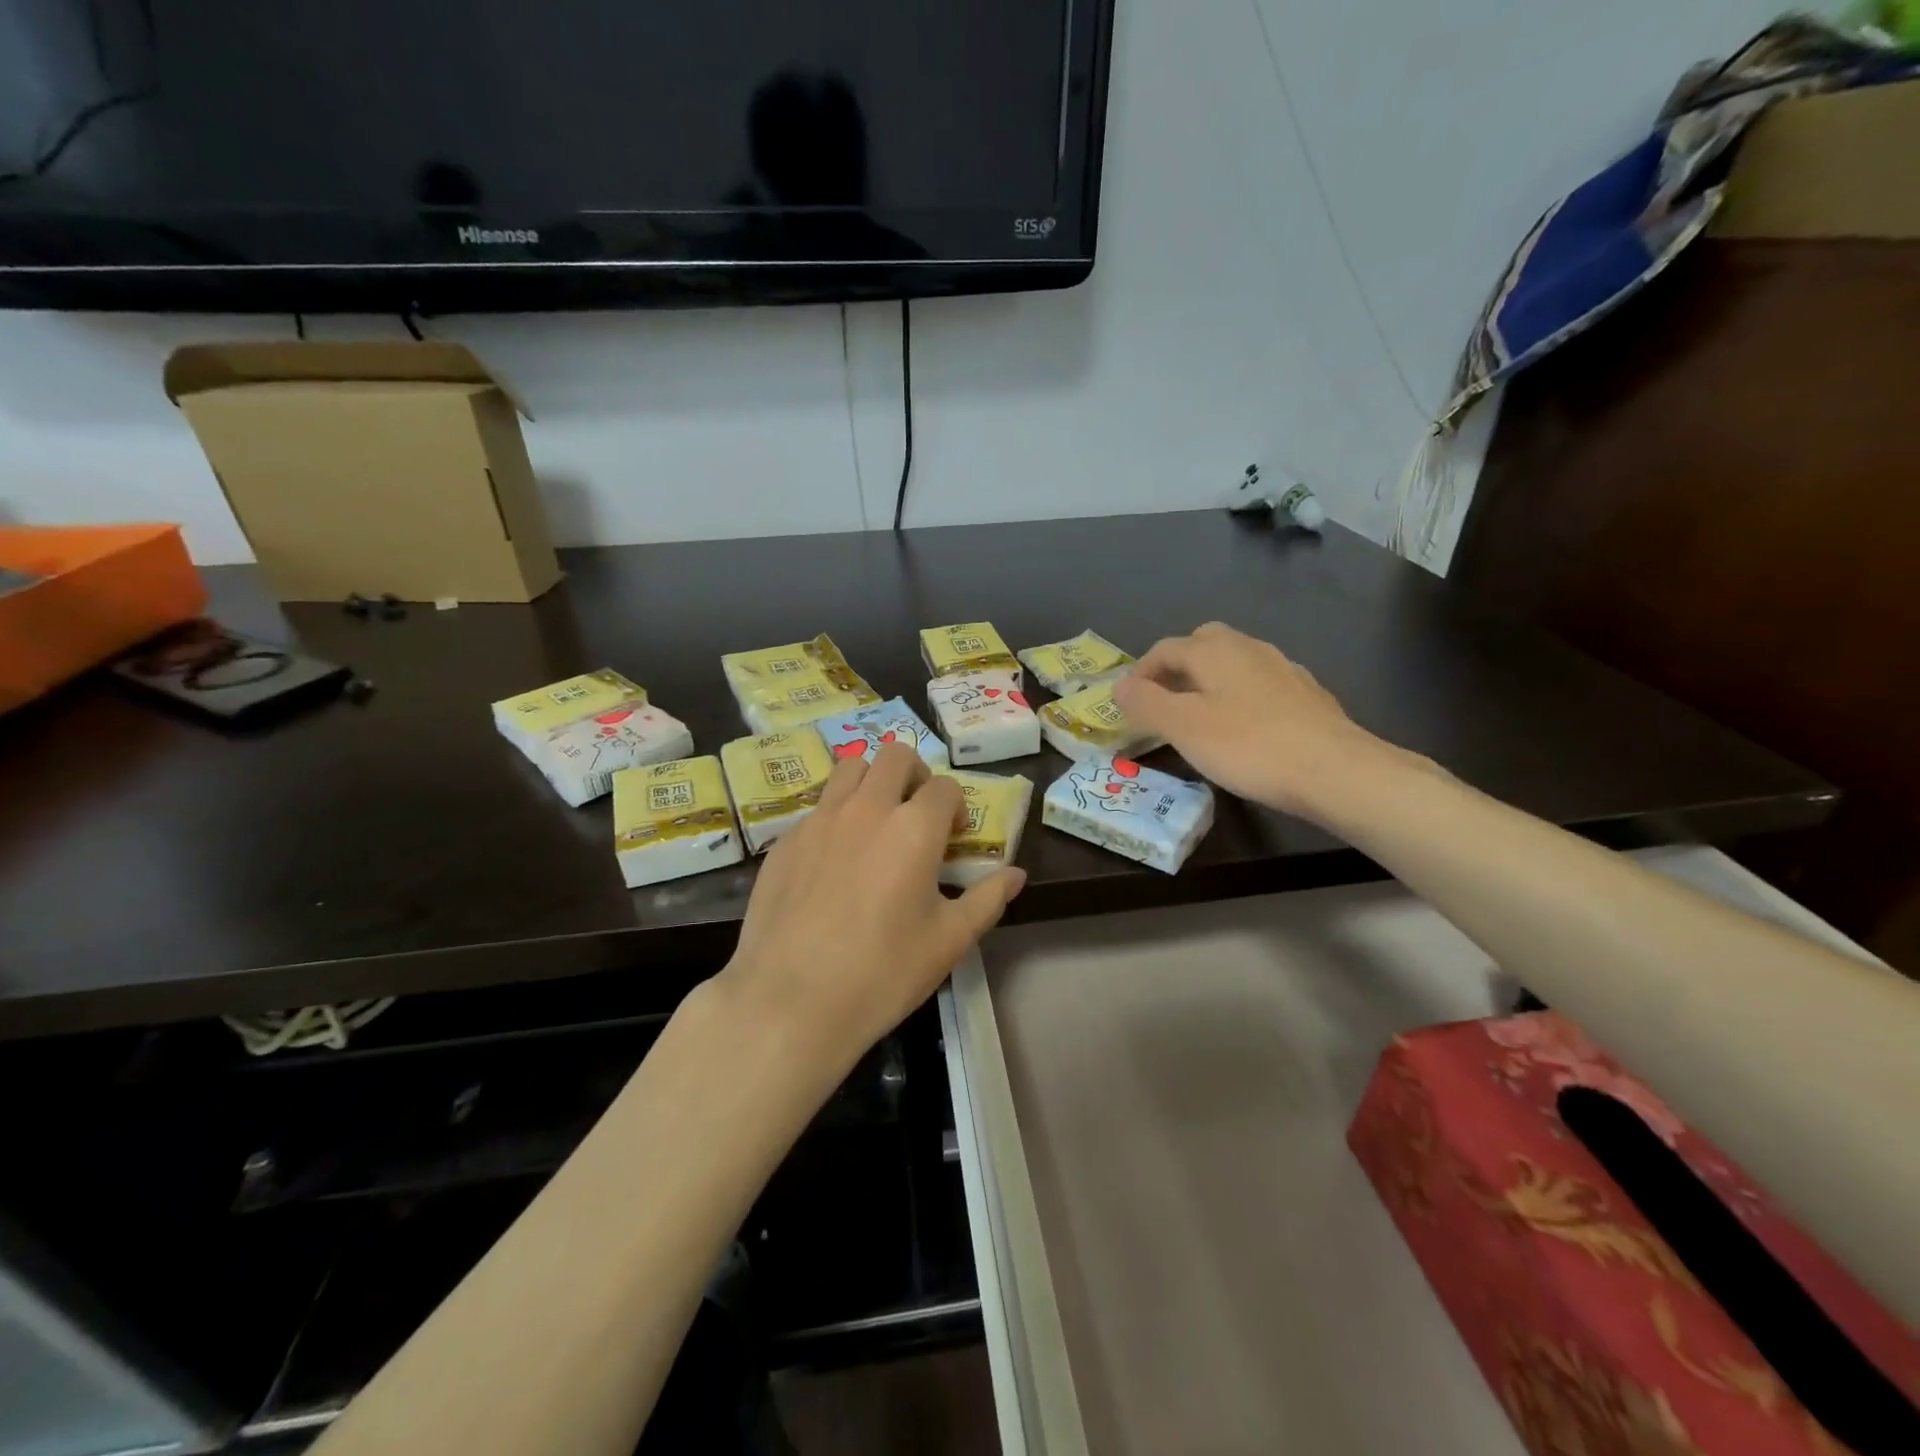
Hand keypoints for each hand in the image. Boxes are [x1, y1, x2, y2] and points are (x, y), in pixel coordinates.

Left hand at [715, 744, 1025, 1083]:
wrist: (790, 1002)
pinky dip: (835, 817)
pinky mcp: (785, 840)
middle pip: (895, 756)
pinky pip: (817, 808)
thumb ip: (987, 899)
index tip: (953, 838)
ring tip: (875, 823)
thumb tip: (1016, 874)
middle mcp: (866, 808)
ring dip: (871, 782)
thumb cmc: (882, 973)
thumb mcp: (949, 941)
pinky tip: (833, 863)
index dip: (955, 807)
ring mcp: (819, 820)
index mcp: (914, 828)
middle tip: (917, 815)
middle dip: (915, 776)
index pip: (945, 787)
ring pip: (849, 768)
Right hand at [1113, 622, 1409, 819]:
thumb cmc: (1248, 746)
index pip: (1164, 649)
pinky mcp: (1307, 695)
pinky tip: (1243, 729)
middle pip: (1203, 644)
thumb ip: (1146, 702)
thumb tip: (1119, 685)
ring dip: (1209, 682)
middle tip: (1162, 701)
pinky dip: (1240, 698)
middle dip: (1177, 667)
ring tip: (1199, 717)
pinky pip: (1259, 686)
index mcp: (1214, 650)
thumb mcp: (1183, 727)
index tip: (1127, 703)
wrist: (1335, 770)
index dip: (1140, 672)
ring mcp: (1283, 669)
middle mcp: (1249, 648)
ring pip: (1234, 663)